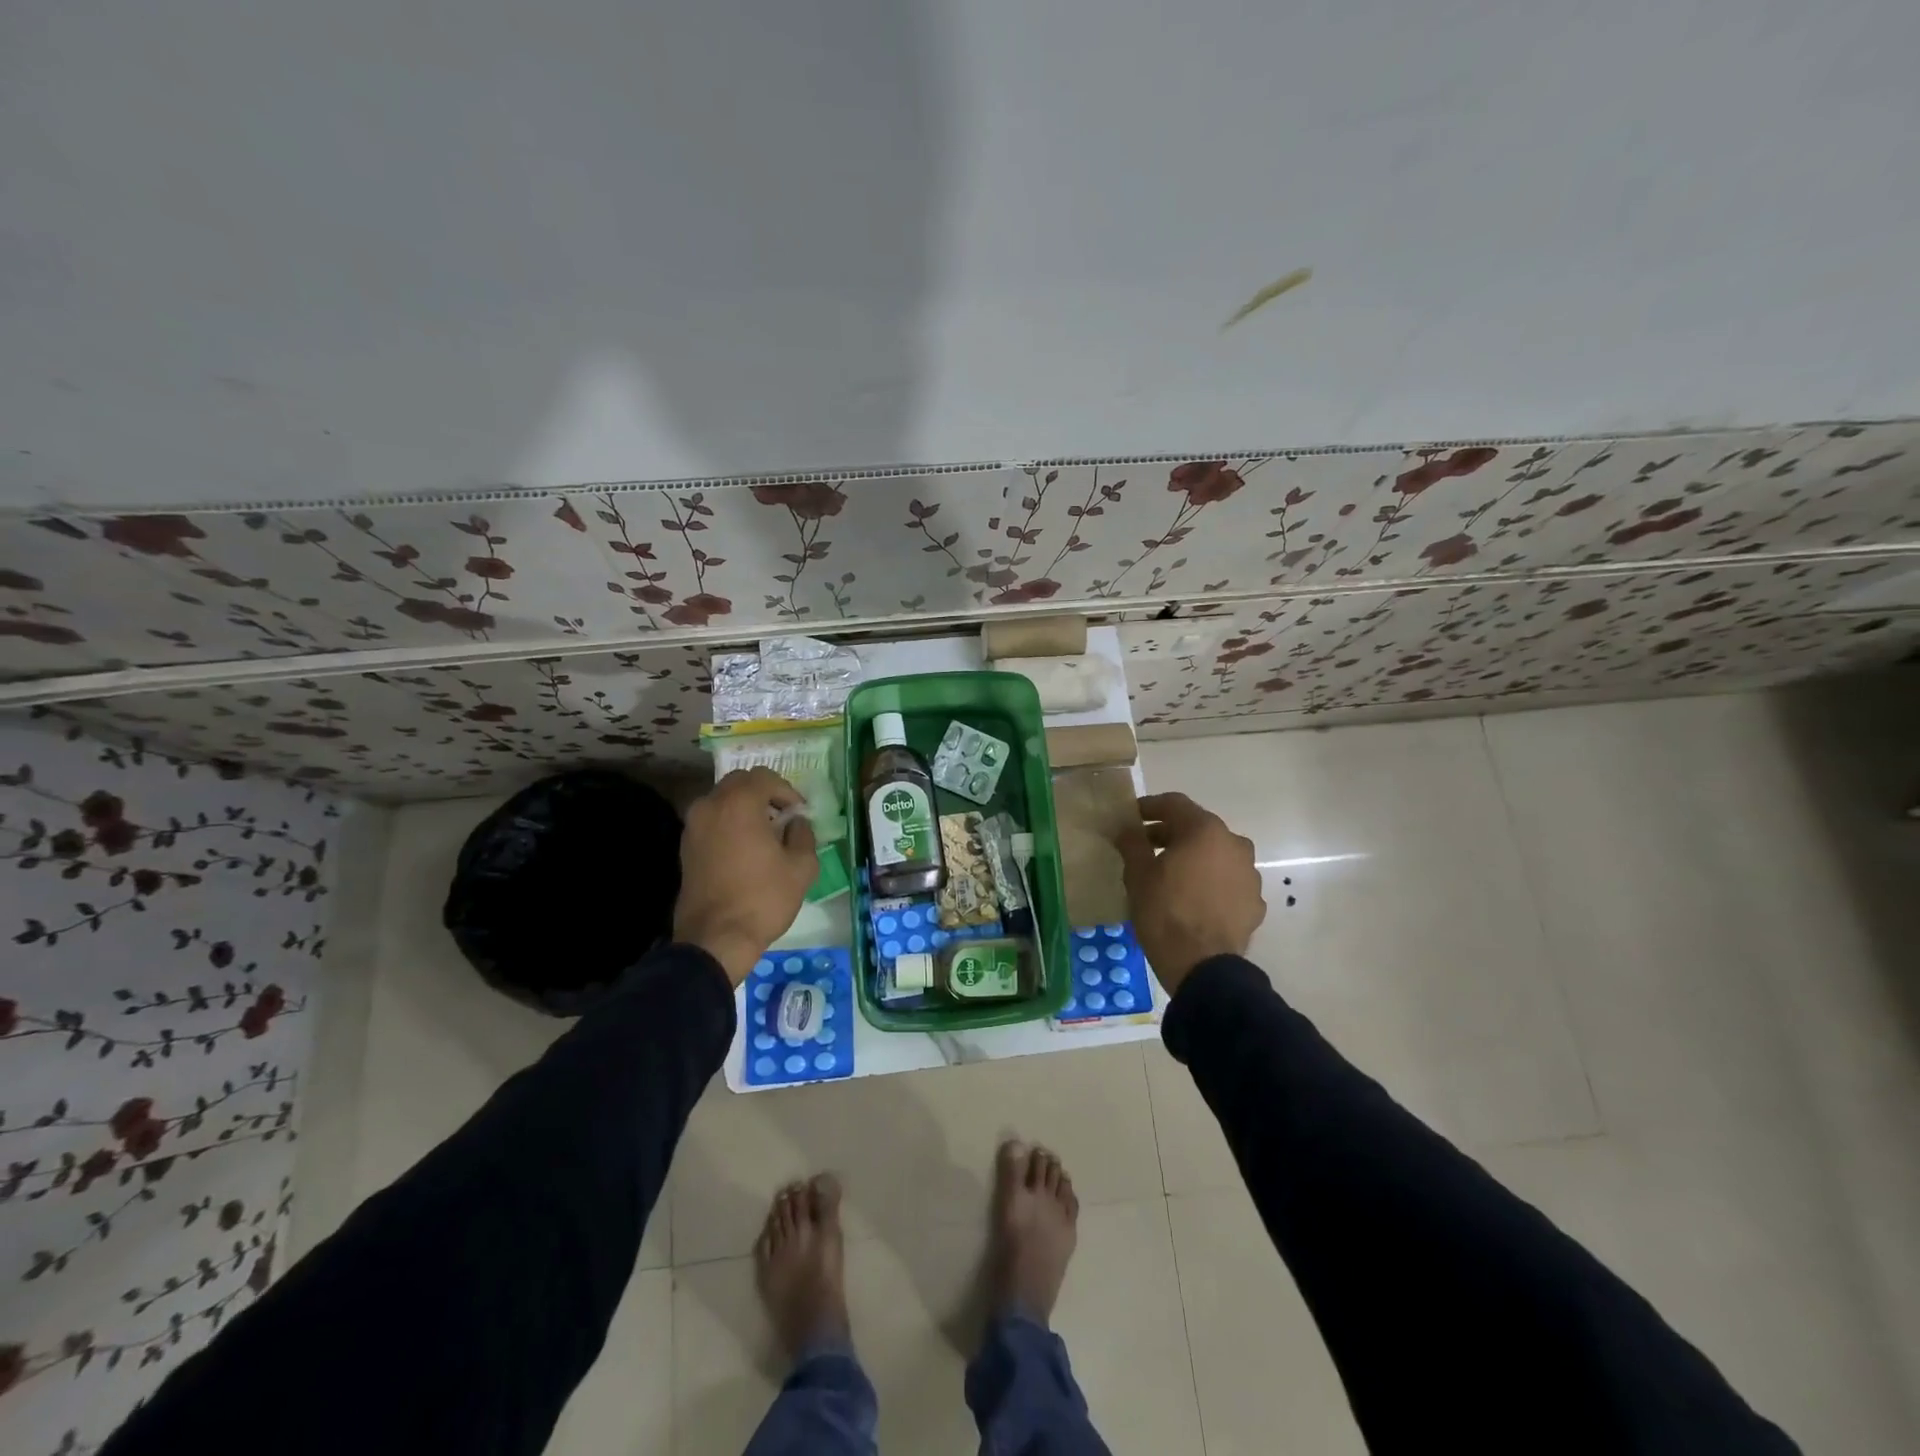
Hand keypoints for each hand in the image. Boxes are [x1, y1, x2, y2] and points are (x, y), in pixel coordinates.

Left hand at [675, 767, 818, 986]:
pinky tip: (745, 848)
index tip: (799, 813)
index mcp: (739, 803)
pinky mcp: (686, 846)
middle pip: (740, 783)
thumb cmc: (763, 898)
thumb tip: (796, 823)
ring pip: (722, 800)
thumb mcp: (801, 867)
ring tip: (765, 833)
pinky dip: (729, 823)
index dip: (787, 790)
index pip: (765, 777)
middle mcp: (710, 805)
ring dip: (745, 808)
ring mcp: (693, 826)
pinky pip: (712, 820)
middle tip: (783, 816)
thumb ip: (803, 834)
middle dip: (764, 794)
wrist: (716, 938)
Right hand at [1116, 792, 1264, 995]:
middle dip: (1170, 834)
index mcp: (1205, 830)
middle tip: (1145, 846)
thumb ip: (1132, 843)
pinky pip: (1227, 881)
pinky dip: (1209, 882)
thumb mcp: (1138, 874)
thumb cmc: (1165, 912)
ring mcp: (1249, 874)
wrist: (1202, 967)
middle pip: (1198, 828)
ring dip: (1193, 858)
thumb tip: (1127, 828)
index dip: (1150, 807)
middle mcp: (1234, 844)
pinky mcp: (1254, 902)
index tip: (1131, 817)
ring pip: (1215, 855)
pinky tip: (1192, 899)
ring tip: (1170, 875)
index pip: (1175, 804)